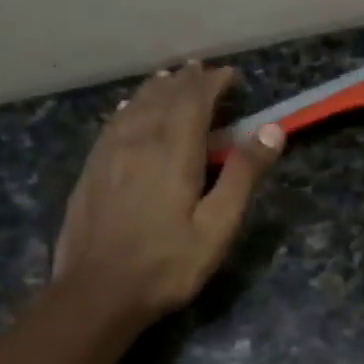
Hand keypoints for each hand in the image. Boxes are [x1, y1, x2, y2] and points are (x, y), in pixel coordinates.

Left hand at [52, 63, 282, 322]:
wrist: (97, 292)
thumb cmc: (167, 264)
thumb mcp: (218, 226)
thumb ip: (243, 175)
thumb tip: (272, 129)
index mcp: (174, 151)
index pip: (194, 100)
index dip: (213, 82)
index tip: (231, 75)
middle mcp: (139, 141)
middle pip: (163, 97)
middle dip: (186, 80)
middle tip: (204, 71)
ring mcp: (109, 154)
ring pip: (136, 106)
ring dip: (157, 88)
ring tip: (171, 78)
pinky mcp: (91, 170)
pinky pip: (114, 123)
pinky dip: (130, 107)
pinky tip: (130, 108)